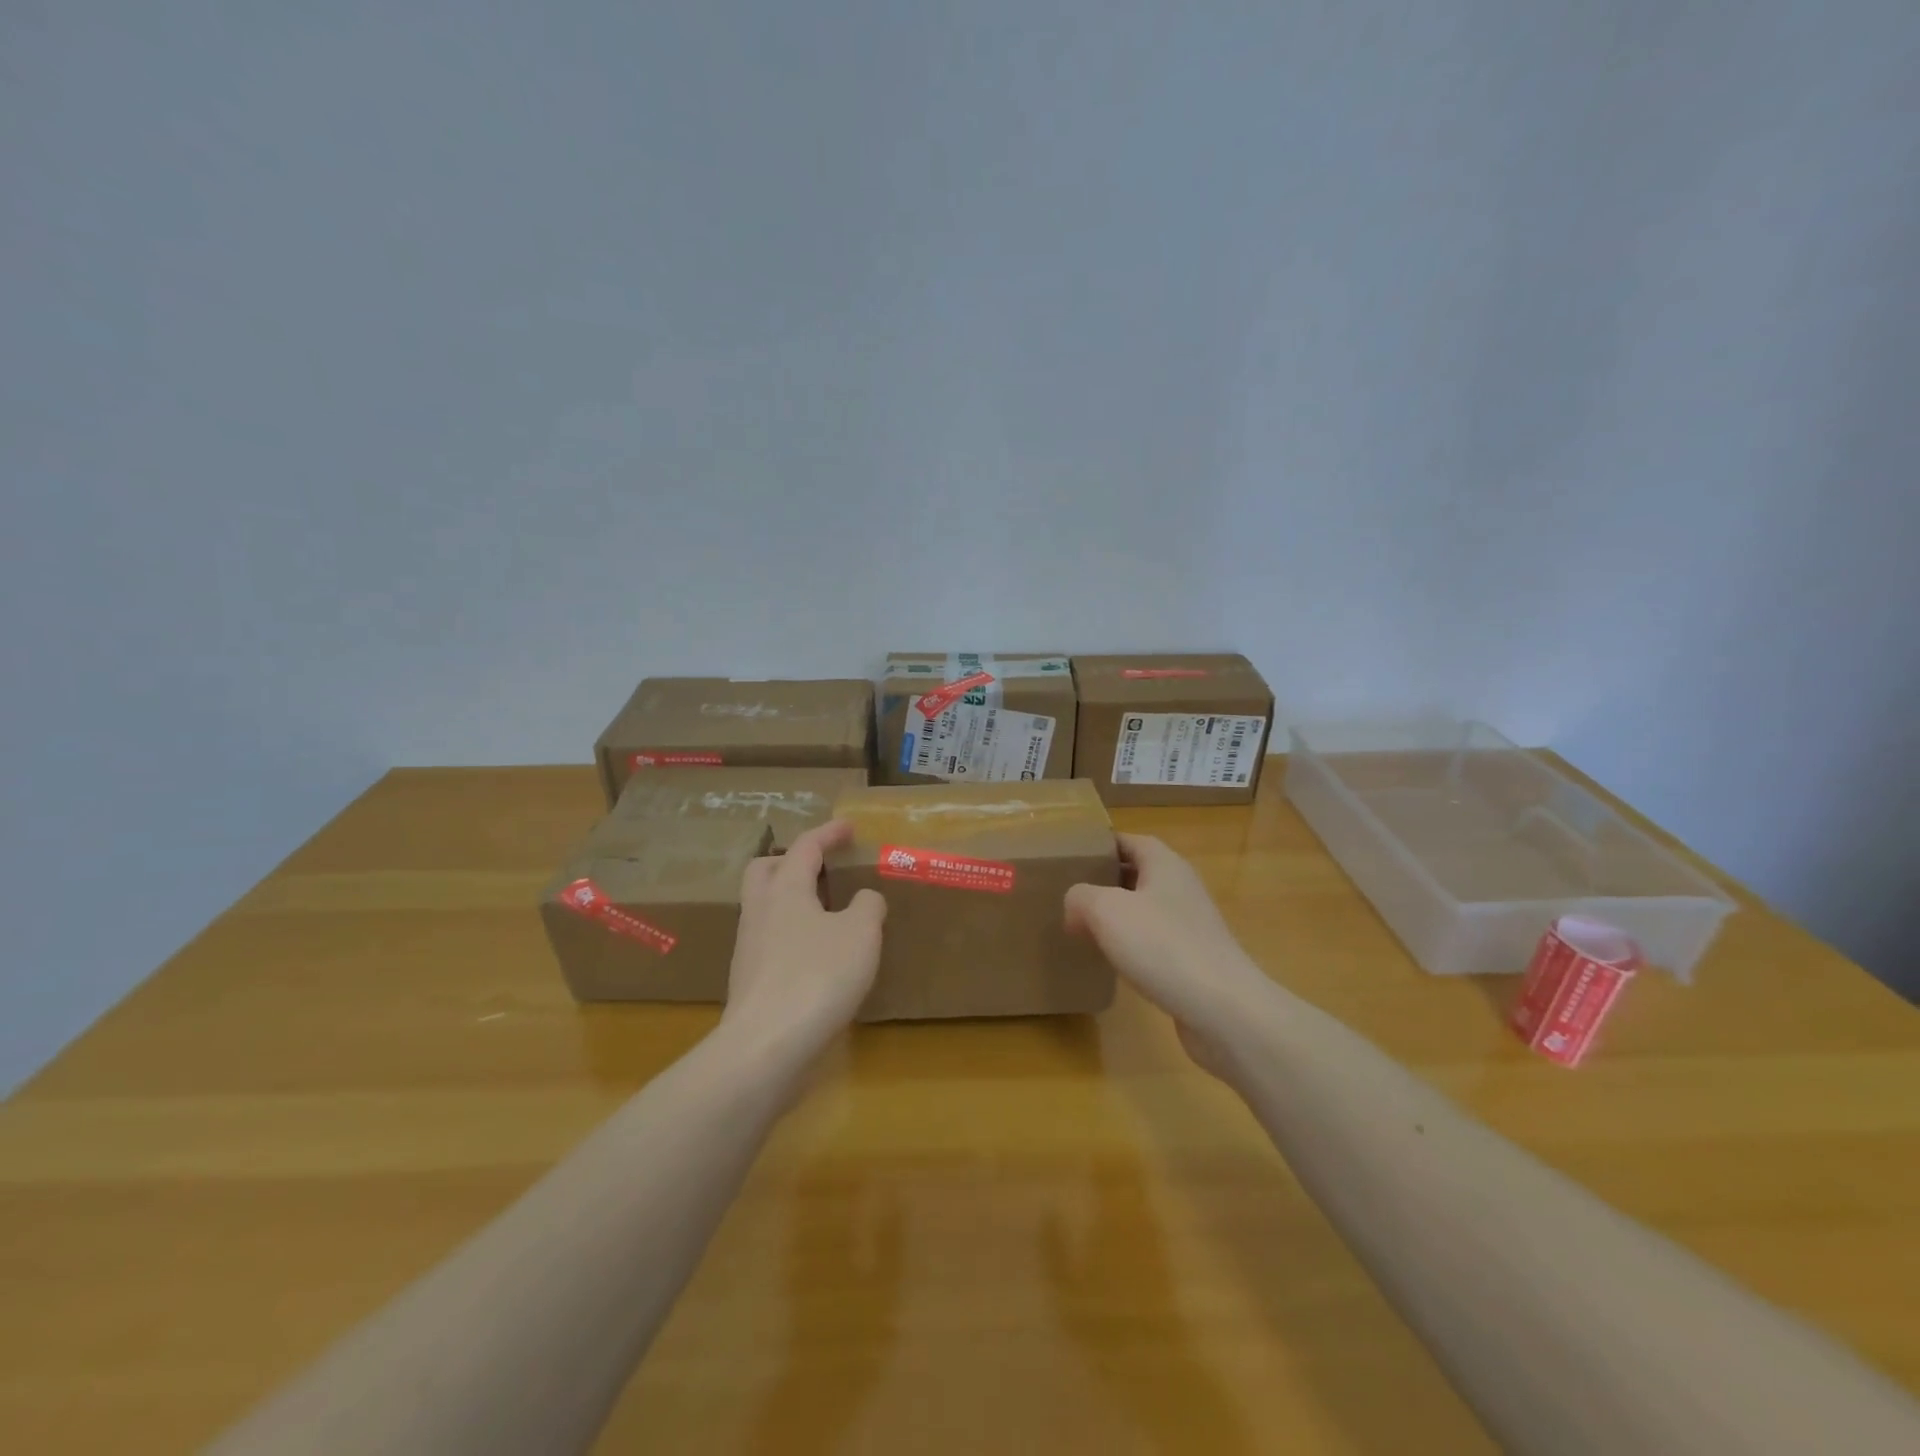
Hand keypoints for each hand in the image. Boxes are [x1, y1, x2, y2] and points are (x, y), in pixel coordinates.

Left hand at [722, 819, 885, 1061]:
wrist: (765, 1048)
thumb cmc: (817, 977)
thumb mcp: (861, 934)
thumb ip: (868, 907)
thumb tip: (864, 899)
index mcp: (785, 889)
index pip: (806, 847)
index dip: (829, 833)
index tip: (849, 828)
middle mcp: (760, 912)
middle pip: (765, 870)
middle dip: (792, 860)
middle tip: (821, 866)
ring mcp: (749, 948)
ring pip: (765, 907)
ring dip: (791, 899)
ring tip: (826, 911)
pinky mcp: (749, 982)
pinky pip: (770, 942)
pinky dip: (792, 935)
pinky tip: (817, 954)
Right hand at [1064, 834, 1271, 1078]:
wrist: (1224, 1009)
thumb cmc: (1163, 946)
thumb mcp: (1106, 910)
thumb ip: (1080, 897)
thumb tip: (1075, 907)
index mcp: (1165, 864)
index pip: (1128, 841)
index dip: (1099, 846)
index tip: (1070, 858)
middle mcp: (1180, 888)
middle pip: (1136, 874)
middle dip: (1103, 882)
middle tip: (1068, 894)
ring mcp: (1190, 926)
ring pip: (1144, 911)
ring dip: (1116, 918)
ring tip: (1081, 928)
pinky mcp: (1193, 960)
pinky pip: (1154, 943)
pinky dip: (1131, 947)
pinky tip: (1111, 963)